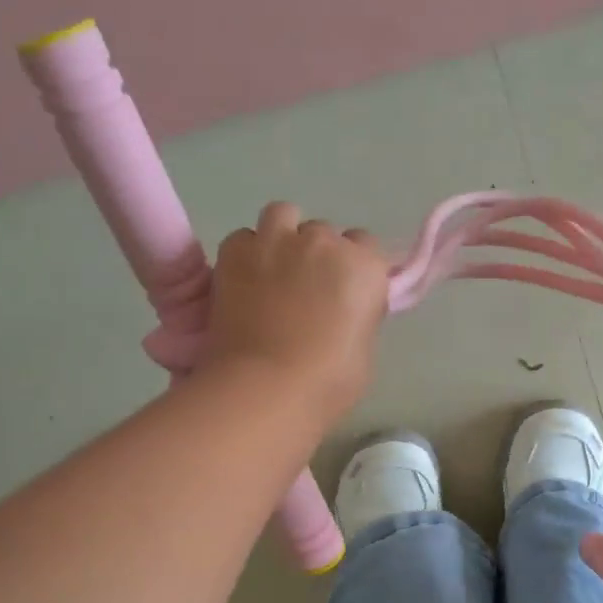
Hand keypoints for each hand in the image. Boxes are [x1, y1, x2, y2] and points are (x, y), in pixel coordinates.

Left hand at [202, 202, 389, 423]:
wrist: (267, 387)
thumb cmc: (328, 382)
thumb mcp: (363, 349)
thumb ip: (357, 315)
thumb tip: (342, 310)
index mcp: (365, 267)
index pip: (365, 246)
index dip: (352, 268)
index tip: (343, 292)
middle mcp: (325, 243)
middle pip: (323, 233)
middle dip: (316, 255)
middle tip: (304, 290)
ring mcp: (278, 241)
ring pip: (283, 215)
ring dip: (281, 236)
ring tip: (272, 268)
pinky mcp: (236, 251)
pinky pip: (244, 237)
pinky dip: (246, 253)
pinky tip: (243, 280)